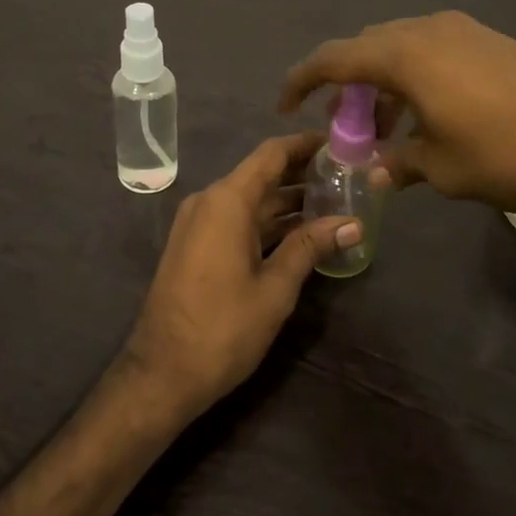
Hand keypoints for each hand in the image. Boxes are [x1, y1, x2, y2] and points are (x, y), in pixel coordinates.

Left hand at [118, 133, 360, 419]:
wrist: (162, 373)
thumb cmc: (223, 328)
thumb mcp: (275, 288)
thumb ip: (311, 247)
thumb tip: (353, 223)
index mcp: (227, 201)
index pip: (271, 154)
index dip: (305, 144)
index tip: (338, 142)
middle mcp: (210, 201)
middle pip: (262, 175)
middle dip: (302, 174)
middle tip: (346, 176)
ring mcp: (199, 224)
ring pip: (251, 200)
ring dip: (288, 201)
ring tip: (334, 203)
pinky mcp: (196, 246)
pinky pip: (237, 220)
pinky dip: (268, 222)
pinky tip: (301, 232)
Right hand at [280, 11, 515, 240]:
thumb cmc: (506, 154)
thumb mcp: (442, 168)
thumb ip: (400, 164)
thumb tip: (378, 173)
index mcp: (404, 55)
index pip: (333, 59)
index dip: (301, 80)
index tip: (285, 104)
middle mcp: (428, 30)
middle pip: (367, 48)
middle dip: (347, 84)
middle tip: (344, 124)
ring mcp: (463, 31)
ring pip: (402, 48)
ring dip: (384, 82)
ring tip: (387, 128)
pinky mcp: (490, 40)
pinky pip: (433, 50)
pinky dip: (415, 77)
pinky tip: (429, 113)